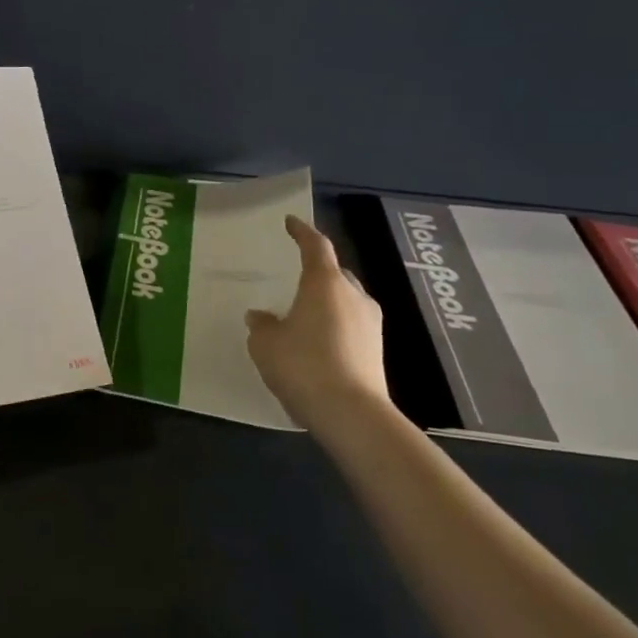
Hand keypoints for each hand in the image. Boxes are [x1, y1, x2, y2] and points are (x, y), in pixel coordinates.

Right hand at [245, 215, 389, 427]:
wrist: (351, 414)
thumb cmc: (303, 365)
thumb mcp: (266, 344)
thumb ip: (262, 325)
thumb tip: (261, 317)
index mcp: (325, 283)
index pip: (316, 246)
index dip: (302, 232)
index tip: (291, 223)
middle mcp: (353, 295)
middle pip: (335, 274)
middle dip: (316, 273)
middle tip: (293, 279)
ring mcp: (370, 323)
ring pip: (345, 301)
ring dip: (326, 303)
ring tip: (302, 316)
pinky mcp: (376, 350)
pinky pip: (351, 326)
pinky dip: (334, 327)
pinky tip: (316, 345)